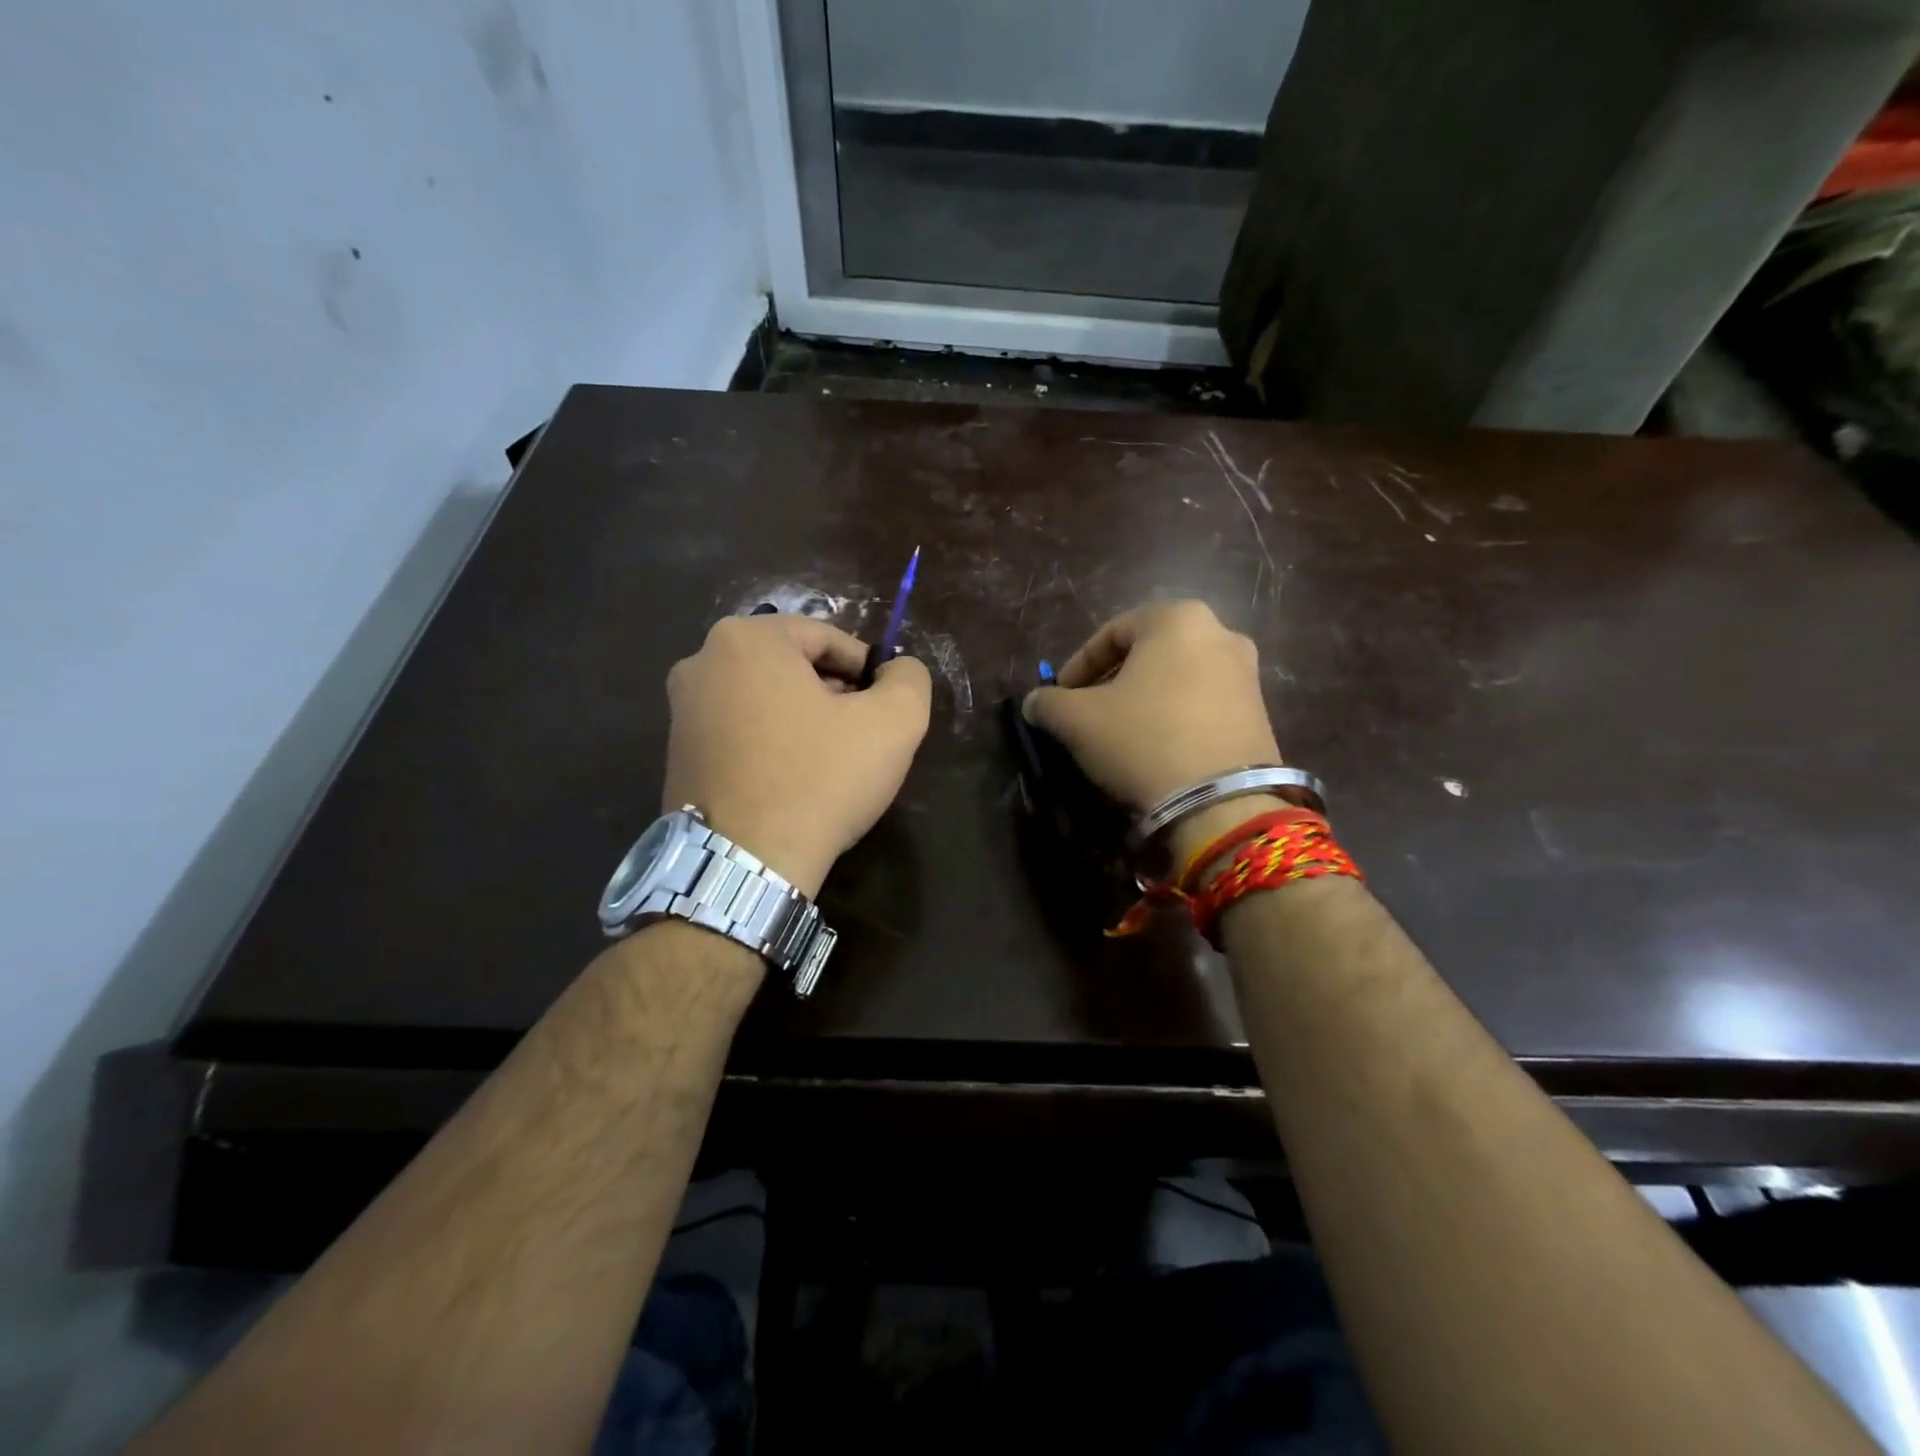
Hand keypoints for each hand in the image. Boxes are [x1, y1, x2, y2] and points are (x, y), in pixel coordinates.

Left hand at [663, 615, 931, 897]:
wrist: (743, 863)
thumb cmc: (820, 779)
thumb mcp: (894, 722)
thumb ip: (909, 680)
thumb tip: (898, 671)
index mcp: (747, 639)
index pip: (827, 638)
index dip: (867, 670)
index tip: (885, 708)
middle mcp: (701, 662)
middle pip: (792, 666)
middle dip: (834, 694)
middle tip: (862, 736)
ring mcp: (681, 711)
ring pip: (765, 699)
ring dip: (804, 720)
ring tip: (831, 763)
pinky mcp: (677, 754)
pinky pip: (739, 732)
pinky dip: (771, 745)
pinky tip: (794, 782)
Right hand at [1023, 600, 1282, 814]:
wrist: (1220, 802)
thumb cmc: (1142, 740)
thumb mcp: (1078, 720)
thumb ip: (1049, 702)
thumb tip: (1035, 702)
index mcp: (1177, 619)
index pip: (1112, 632)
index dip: (1078, 665)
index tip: (1060, 696)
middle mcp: (1220, 633)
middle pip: (1149, 653)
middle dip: (1113, 680)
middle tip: (1088, 712)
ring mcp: (1247, 673)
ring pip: (1177, 678)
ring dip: (1145, 699)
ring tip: (1120, 733)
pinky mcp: (1261, 712)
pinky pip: (1203, 703)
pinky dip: (1175, 716)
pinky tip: (1157, 748)